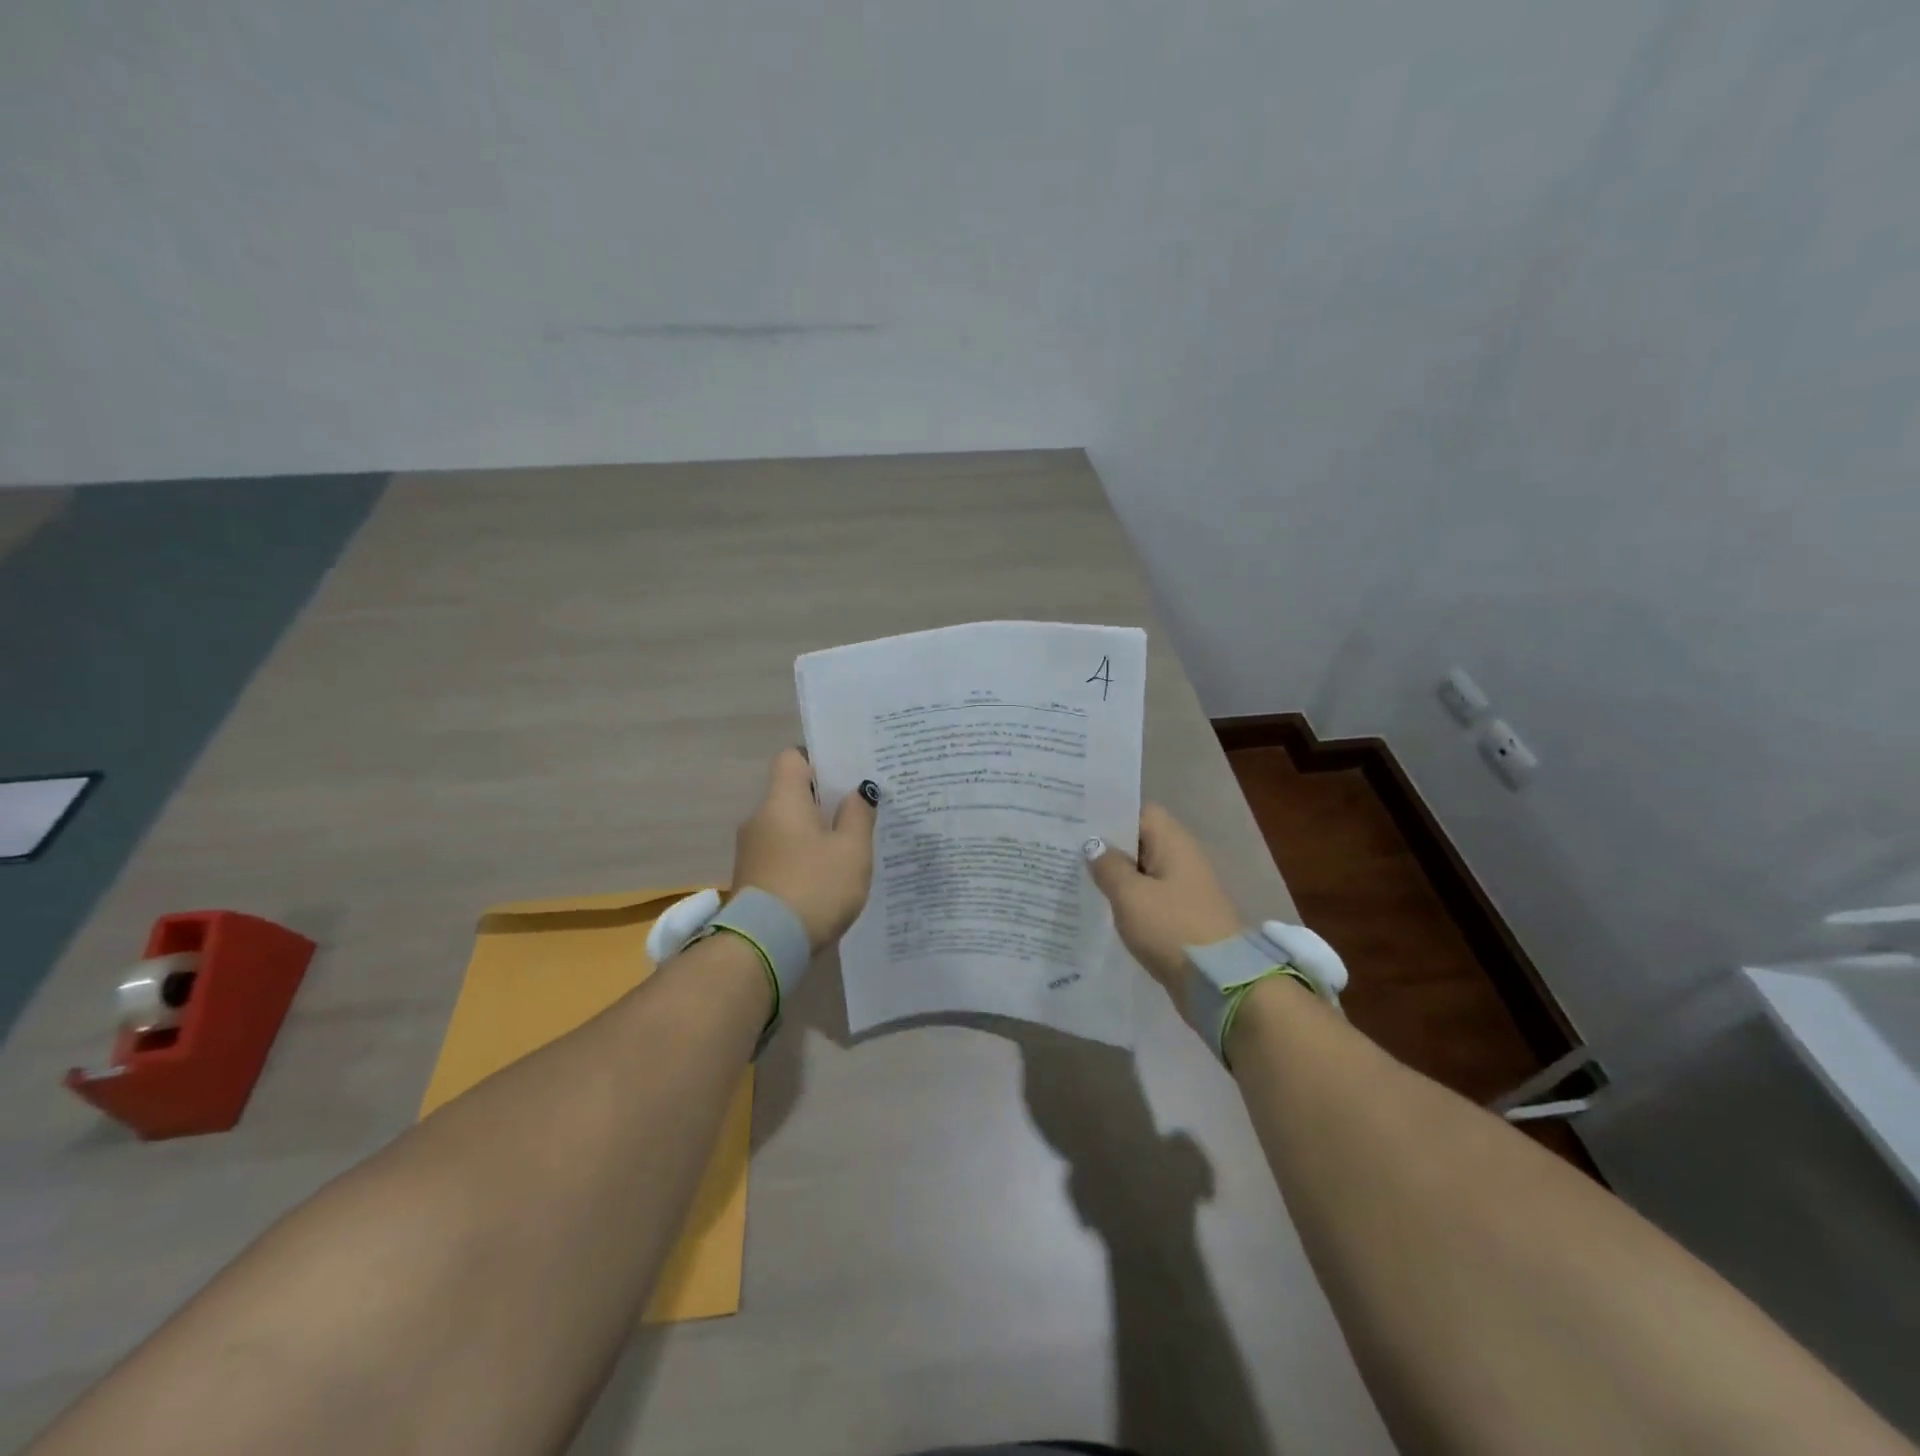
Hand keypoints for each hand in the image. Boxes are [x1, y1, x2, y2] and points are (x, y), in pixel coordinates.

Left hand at [733, 749, 879, 952]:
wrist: (766, 946)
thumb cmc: (815, 886)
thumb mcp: (852, 850)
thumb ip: (858, 815)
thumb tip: (857, 791)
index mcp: (782, 800)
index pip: (792, 758)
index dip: (819, 760)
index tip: (845, 775)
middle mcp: (759, 817)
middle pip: (791, 793)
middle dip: (823, 801)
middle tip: (857, 812)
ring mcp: (751, 850)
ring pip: (787, 826)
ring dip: (813, 833)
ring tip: (847, 848)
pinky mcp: (751, 878)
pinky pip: (781, 853)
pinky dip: (802, 857)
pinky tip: (826, 876)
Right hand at [1084, 804, 1241, 995]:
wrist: (1219, 982)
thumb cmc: (1172, 927)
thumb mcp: (1131, 895)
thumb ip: (1108, 866)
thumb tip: (1094, 845)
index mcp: (1172, 842)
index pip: (1138, 811)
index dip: (1107, 812)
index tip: (1074, 820)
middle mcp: (1180, 858)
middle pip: (1138, 840)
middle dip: (1104, 844)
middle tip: (1063, 847)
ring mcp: (1182, 889)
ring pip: (1140, 871)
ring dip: (1113, 875)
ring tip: (1072, 876)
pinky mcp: (1179, 916)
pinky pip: (1146, 898)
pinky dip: (1125, 899)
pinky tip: (1097, 907)